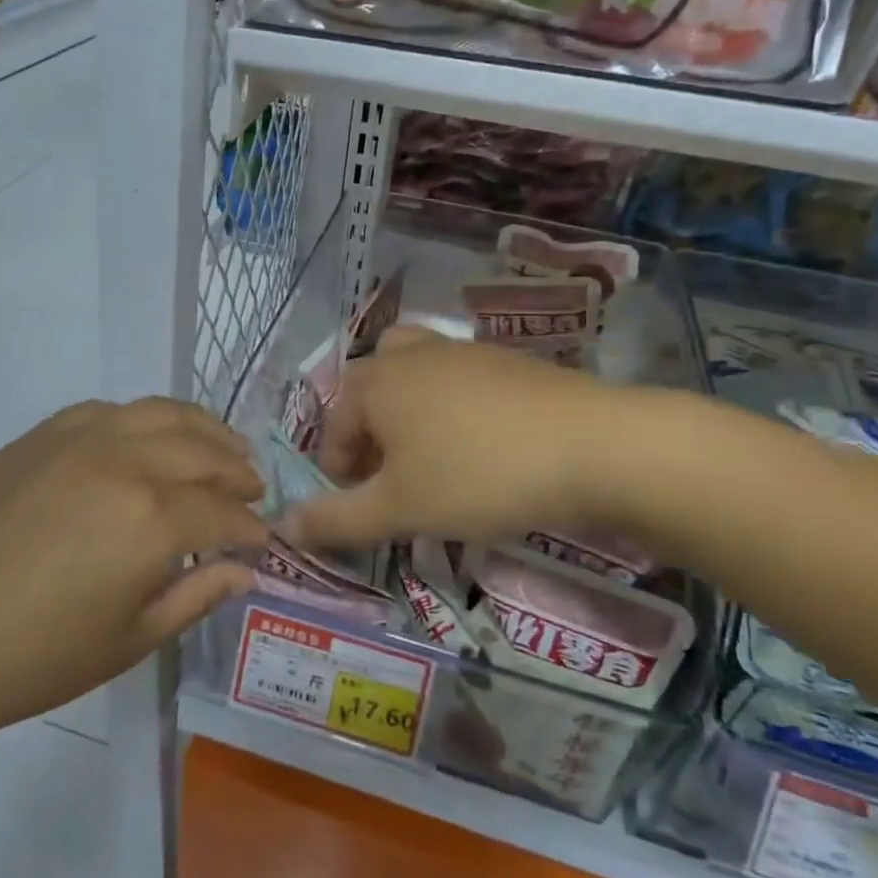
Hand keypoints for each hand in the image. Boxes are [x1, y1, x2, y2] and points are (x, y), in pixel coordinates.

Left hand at [0, 398, 267, 756]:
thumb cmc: (31, 660)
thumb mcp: (129, 640)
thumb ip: (196, 596)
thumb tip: (245, 570)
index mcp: (151, 518)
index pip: (223, 511)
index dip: (251, 528)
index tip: (264, 540)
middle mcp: (123, 460)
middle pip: (201, 450)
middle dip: (237, 470)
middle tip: (253, 489)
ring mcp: (77, 438)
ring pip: (160, 413)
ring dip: (202, 429)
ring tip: (222, 448)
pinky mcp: (39, 435)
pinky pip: (109, 410)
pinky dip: (145, 419)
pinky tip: (149, 438)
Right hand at [284, 327, 671, 548]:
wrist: (594, 445)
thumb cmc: (478, 474)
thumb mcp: (400, 507)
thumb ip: (336, 519)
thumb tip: (283, 527)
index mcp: (375, 381)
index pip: (334, 427)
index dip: (338, 474)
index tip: (359, 512)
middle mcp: (411, 354)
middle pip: (370, 390)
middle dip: (369, 436)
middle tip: (389, 480)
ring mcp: (462, 350)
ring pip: (415, 379)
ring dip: (409, 419)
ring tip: (430, 463)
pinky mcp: (507, 361)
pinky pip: (459, 383)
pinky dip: (453, 412)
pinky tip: (481, 450)